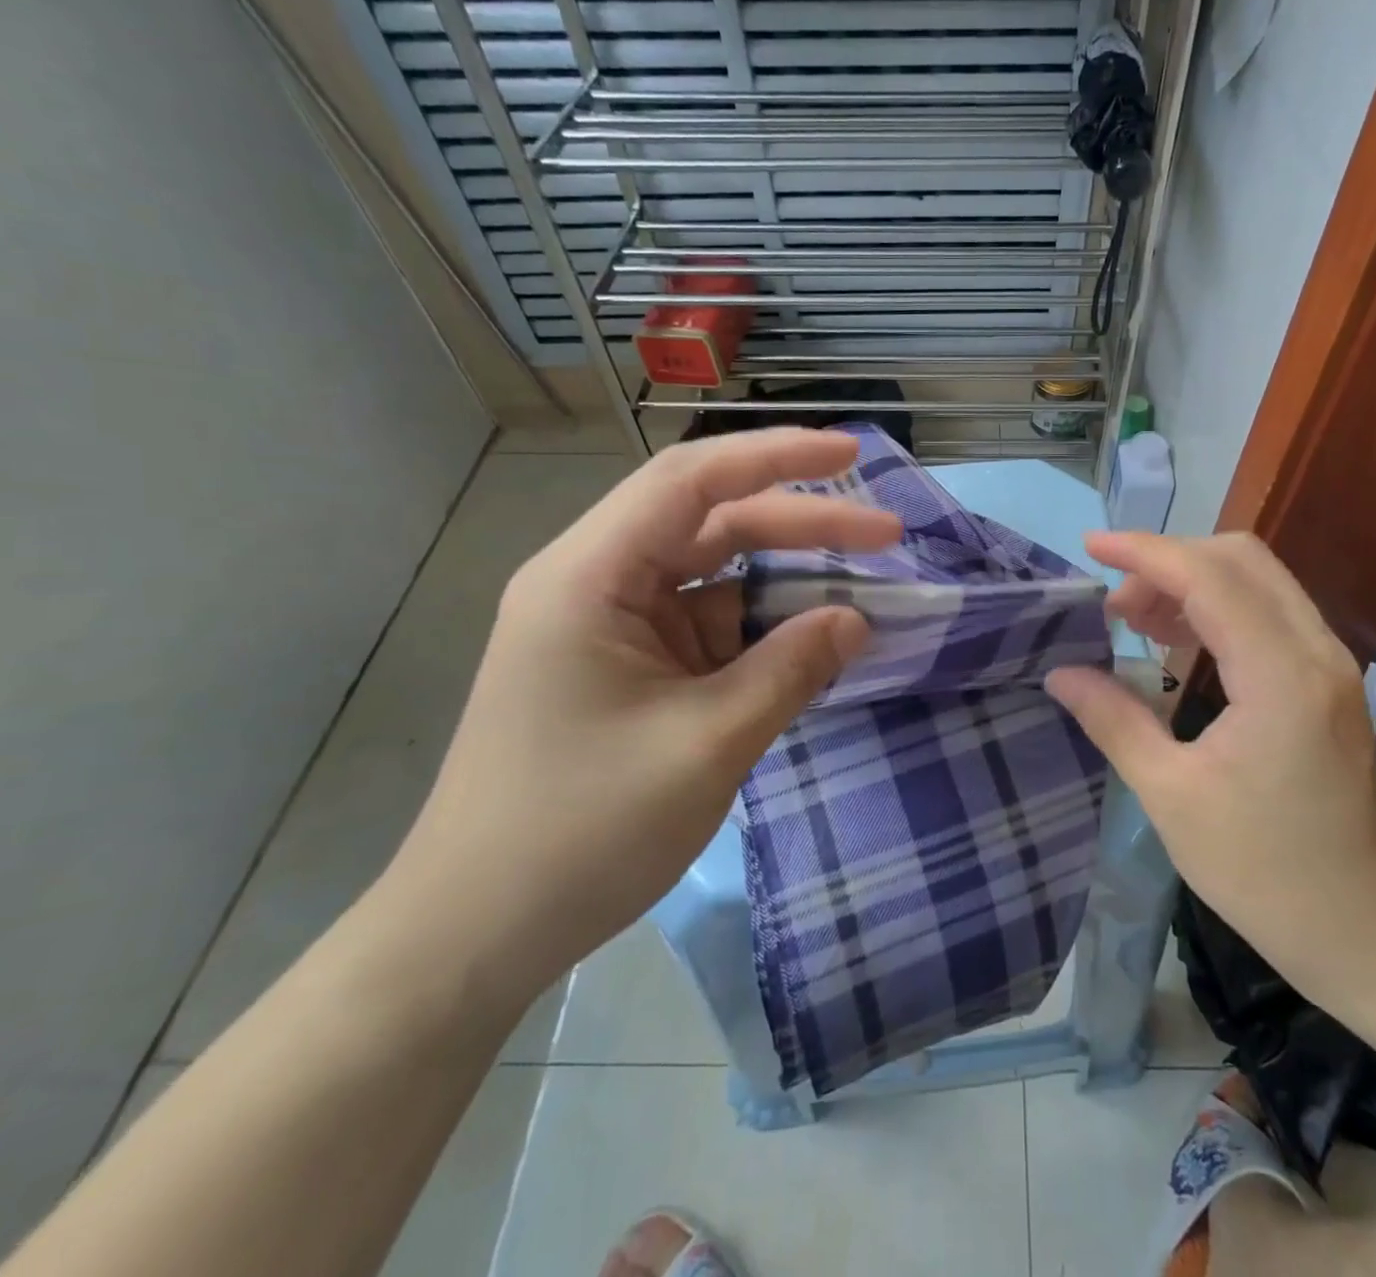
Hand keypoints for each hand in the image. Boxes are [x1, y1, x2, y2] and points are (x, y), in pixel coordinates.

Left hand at [379, 429, 901, 998]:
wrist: (476, 933)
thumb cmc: (580, 831)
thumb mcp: (706, 744)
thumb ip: (790, 670)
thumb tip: (858, 620)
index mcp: (591, 576)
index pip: (693, 481)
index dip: (779, 457)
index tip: (851, 454)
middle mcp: (596, 584)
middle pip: (712, 524)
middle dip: (802, 525)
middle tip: (887, 534)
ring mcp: (612, 629)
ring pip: (714, 577)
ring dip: (786, 582)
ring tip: (862, 593)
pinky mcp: (627, 670)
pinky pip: (707, 628)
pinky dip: (761, 632)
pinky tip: (811, 646)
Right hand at [1044, 532, 1375, 991]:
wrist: (1369, 931)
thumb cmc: (1264, 873)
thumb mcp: (1171, 797)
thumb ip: (1114, 720)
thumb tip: (1060, 674)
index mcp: (1280, 678)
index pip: (1209, 577)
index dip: (1144, 552)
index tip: (1089, 546)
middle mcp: (1315, 652)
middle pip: (1240, 559)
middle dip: (1168, 562)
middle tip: (1114, 605)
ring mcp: (1330, 664)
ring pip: (1257, 581)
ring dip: (1191, 583)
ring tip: (1134, 621)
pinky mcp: (1328, 682)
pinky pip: (1268, 614)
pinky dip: (1217, 609)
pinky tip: (1177, 645)